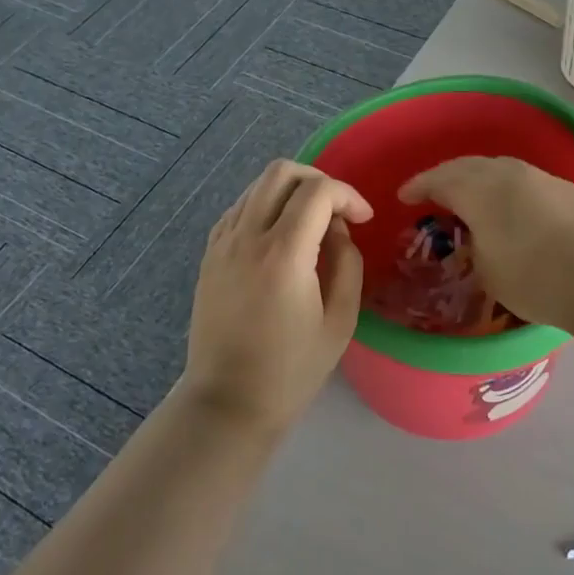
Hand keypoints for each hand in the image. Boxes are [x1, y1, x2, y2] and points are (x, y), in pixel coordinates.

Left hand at [183, 160, 372, 432]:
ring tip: (311, 223)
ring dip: (290, 191)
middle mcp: (247, 237)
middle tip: (337, 209)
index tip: (364, 219)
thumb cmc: (291, 370)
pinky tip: (281, 236)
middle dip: (318, 179)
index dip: (348, 195)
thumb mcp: (340, 321)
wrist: (228, 402)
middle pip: (281, 172)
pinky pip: (239, 208)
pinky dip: (265, 206)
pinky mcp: (209, 254)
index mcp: (284, 255)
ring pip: (257, 186)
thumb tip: (338, 229)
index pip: (318, 191)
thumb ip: (347, 263)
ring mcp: (222, 243)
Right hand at [398, 157, 573, 344]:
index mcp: (482, 188)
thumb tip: (480, 237)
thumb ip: (474, 248)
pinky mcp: (569, 191)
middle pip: (469, 166)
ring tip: (471, 200)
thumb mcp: (489, 272)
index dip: (418, 186)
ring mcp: (543, 178)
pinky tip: (511, 209)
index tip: (403, 196)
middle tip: (433, 194)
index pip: (439, 178)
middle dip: (446, 177)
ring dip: (479, 181)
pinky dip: (507, 191)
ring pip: (500, 170)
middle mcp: (510, 172)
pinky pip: (524, 182)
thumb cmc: (540, 279)